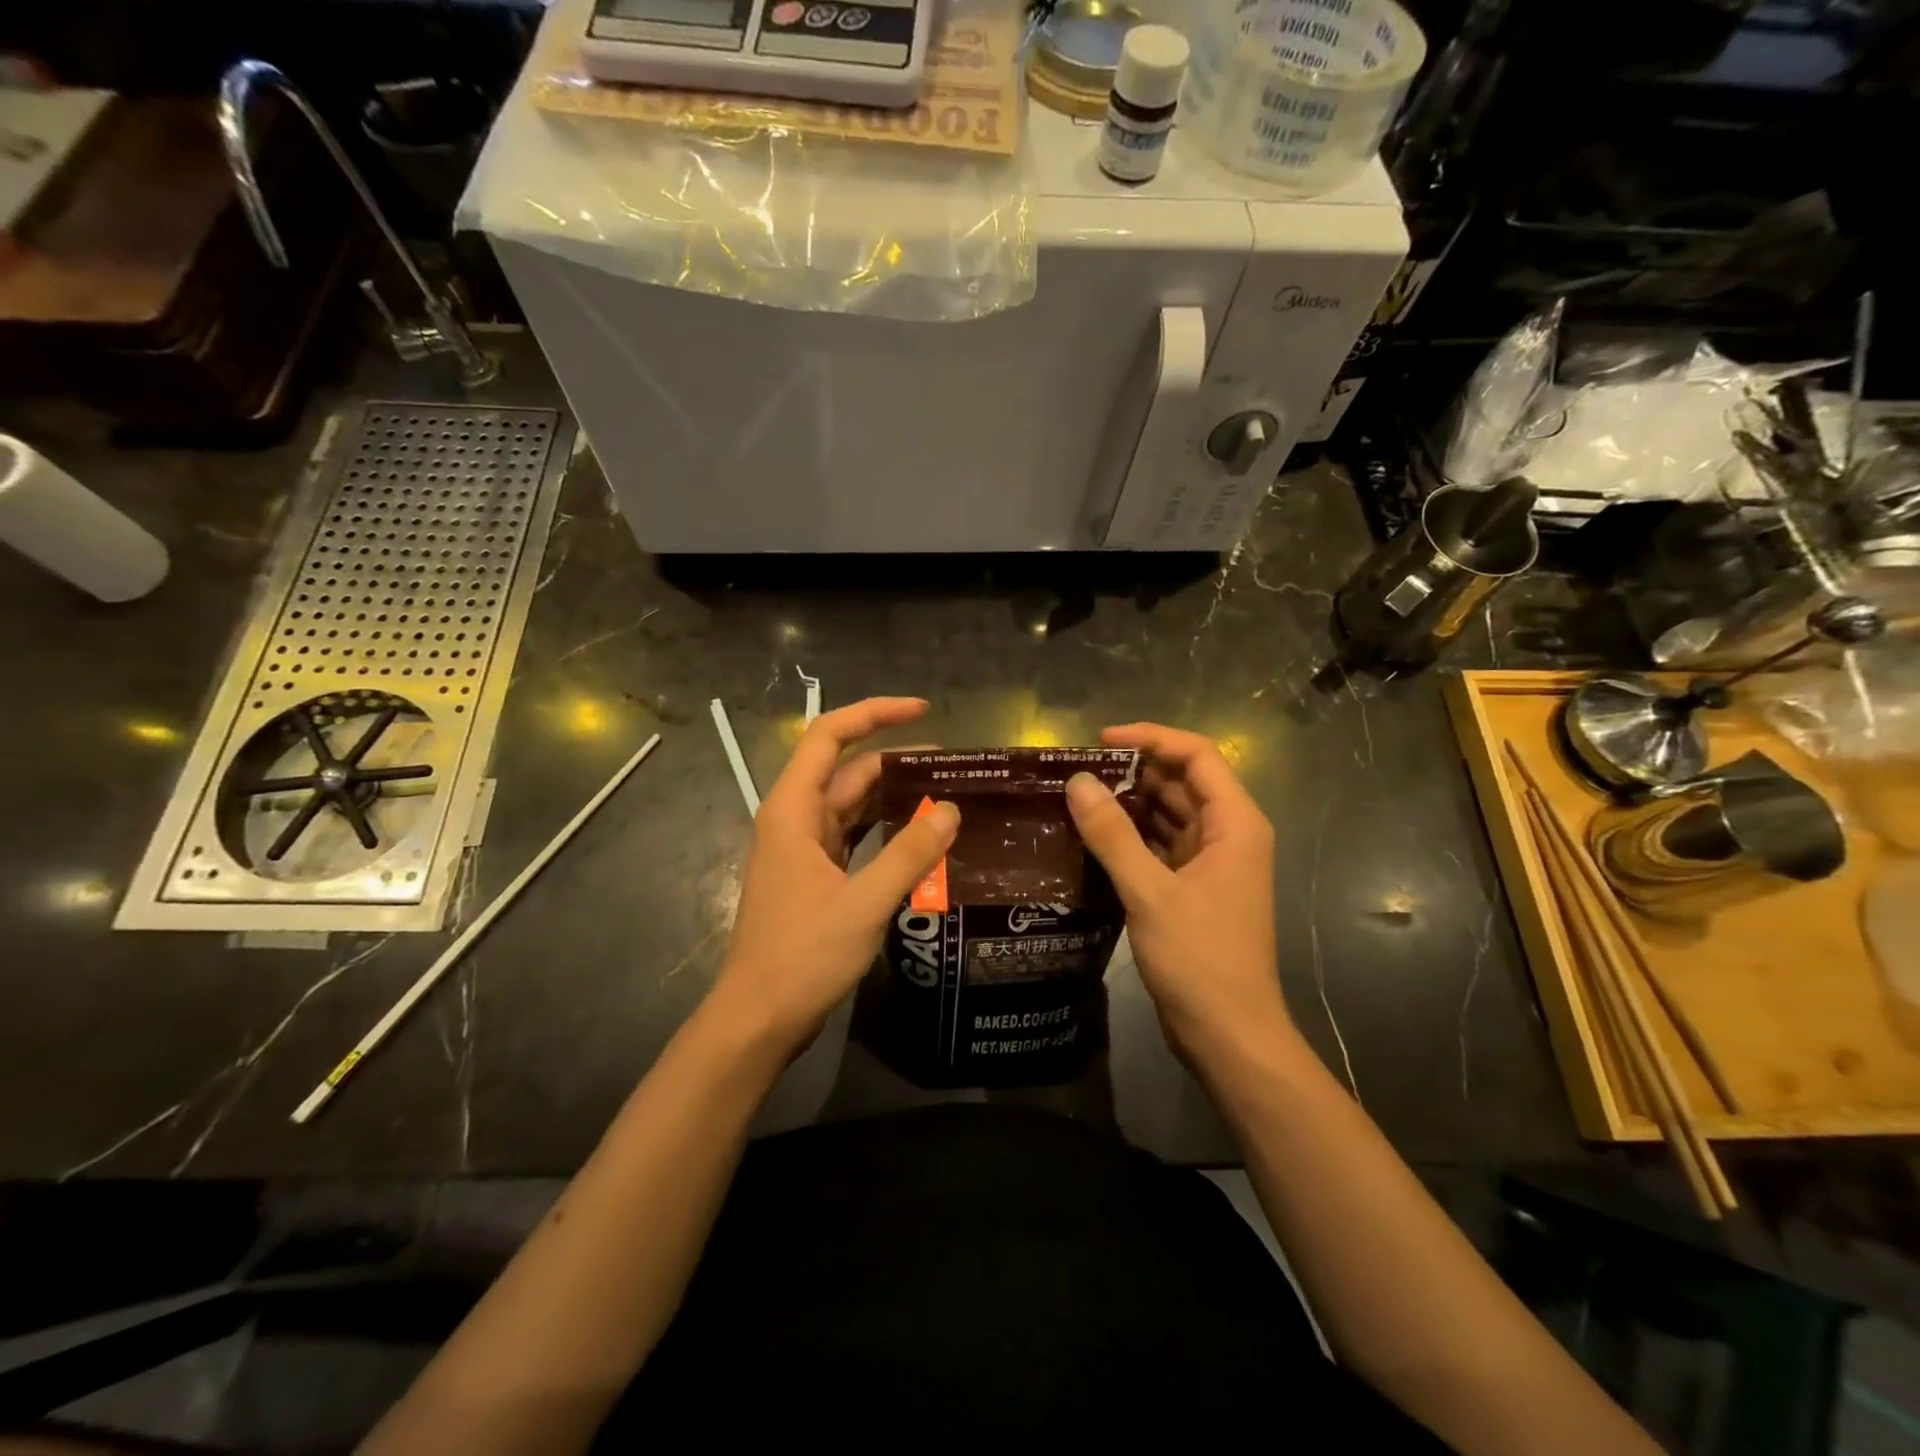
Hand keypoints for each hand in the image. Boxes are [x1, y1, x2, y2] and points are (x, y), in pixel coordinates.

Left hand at [707, 697, 959, 1057]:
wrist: (758, 1020)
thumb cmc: (801, 957)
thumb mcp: (863, 904)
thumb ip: (909, 855)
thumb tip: (951, 811)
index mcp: (794, 810)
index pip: (829, 736)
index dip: (874, 713)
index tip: (923, 710)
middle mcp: (795, 820)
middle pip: (848, 771)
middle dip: (899, 762)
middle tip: (956, 768)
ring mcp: (804, 849)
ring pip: (853, 805)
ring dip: (895, 797)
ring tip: (948, 795)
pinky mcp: (815, 876)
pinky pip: (855, 837)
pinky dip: (886, 830)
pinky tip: (922, 837)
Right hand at [1065, 724, 1289, 1061]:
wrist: (1229, 1035)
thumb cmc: (1200, 959)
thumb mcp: (1149, 893)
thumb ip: (1112, 835)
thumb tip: (1078, 782)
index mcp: (1235, 824)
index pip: (1196, 755)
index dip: (1150, 738)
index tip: (1100, 740)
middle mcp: (1229, 834)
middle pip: (1182, 782)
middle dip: (1133, 771)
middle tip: (1077, 770)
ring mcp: (1213, 863)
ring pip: (1169, 814)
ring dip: (1129, 803)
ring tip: (1077, 797)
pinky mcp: (1194, 888)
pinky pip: (1161, 845)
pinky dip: (1131, 836)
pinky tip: (1093, 836)